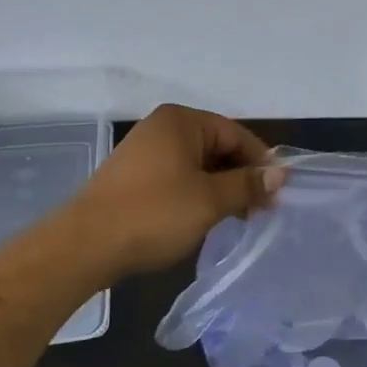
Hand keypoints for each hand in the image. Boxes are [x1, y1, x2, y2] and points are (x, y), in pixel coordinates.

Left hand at [69, 104, 282, 276]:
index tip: (278, 192)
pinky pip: (177, 178)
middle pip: (216, 147)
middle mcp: (162, 128)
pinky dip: (196, 194)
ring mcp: (144, 152)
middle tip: (261, 209)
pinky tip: (204, 218)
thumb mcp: (210, 200)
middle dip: (240, 176)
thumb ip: (247, 184)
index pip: (235, 133)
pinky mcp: (133, 177)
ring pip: (197, 165)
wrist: (85, 245)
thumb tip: (281, 173)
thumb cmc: (154, 213)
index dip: (260, 162)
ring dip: (220, 188)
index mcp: (181, 121)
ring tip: (237, 218)